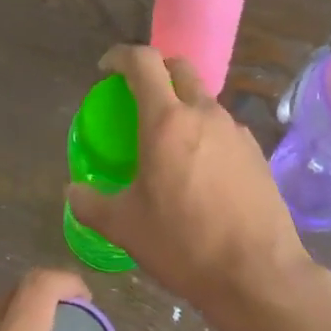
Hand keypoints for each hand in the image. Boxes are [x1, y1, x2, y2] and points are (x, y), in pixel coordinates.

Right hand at [67, 45, 310, 311]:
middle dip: (156, 71)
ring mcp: (236, 133)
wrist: (257, 274)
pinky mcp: (257, 155)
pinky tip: (199, 171)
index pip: (143, 62)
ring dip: (182, 105)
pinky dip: (205, 133)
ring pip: (205, 100)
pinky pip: (224, 129)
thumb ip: (90, 204)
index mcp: (167, 121)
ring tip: (167, 141)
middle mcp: (205, 115)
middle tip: (137, 96)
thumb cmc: (183, 243)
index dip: (120, 56)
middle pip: (180, 69)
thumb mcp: (124, 227)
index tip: (106, 70)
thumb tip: (73, 192)